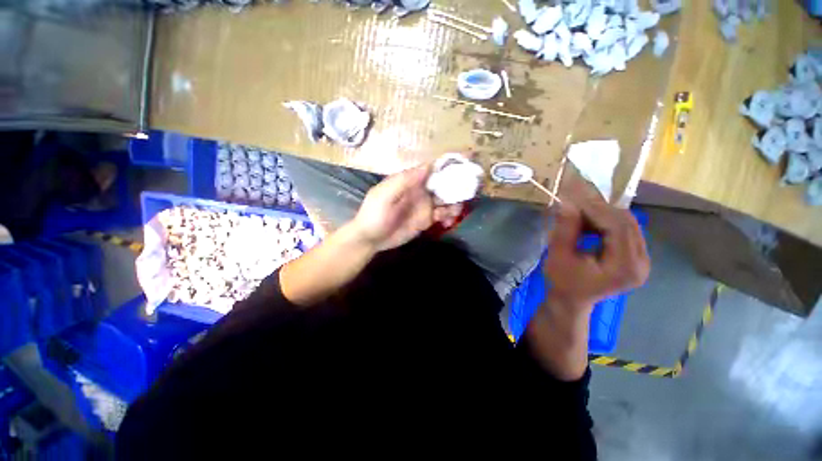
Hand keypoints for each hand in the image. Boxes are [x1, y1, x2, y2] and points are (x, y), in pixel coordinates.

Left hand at [351, 164, 462, 251]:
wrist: (370, 239)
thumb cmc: (374, 214)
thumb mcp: (384, 196)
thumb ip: (404, 181)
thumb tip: (428, 166)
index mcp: (411, 180)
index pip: (432, 168)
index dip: (449, 163)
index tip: (468, 159)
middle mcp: (421, 190)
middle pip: (444, 182)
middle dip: (458, 183)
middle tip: (471, 188)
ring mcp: (425, 205)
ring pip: (447, 198)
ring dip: (456, 201)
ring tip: (456, 210)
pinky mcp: (427, 219)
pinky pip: (444, 214)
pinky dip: (450, 215)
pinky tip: (449, 221)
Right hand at [544, 176, 649, 310]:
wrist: (572, 300)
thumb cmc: (563, 282)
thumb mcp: (559, 257)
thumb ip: (565, 230)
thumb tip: (568, 203)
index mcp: (625, 267)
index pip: (618, 227)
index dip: (596, 209)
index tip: (574, 198)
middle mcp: (642, 262)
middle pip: (627, 222)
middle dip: (600, 209)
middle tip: (575, 203)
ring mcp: (643, 259)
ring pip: (628, 223)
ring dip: (603, 214)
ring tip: (580, 214)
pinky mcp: (637, 257)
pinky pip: (626, 230)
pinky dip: (607, 222)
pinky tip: (589, 224)